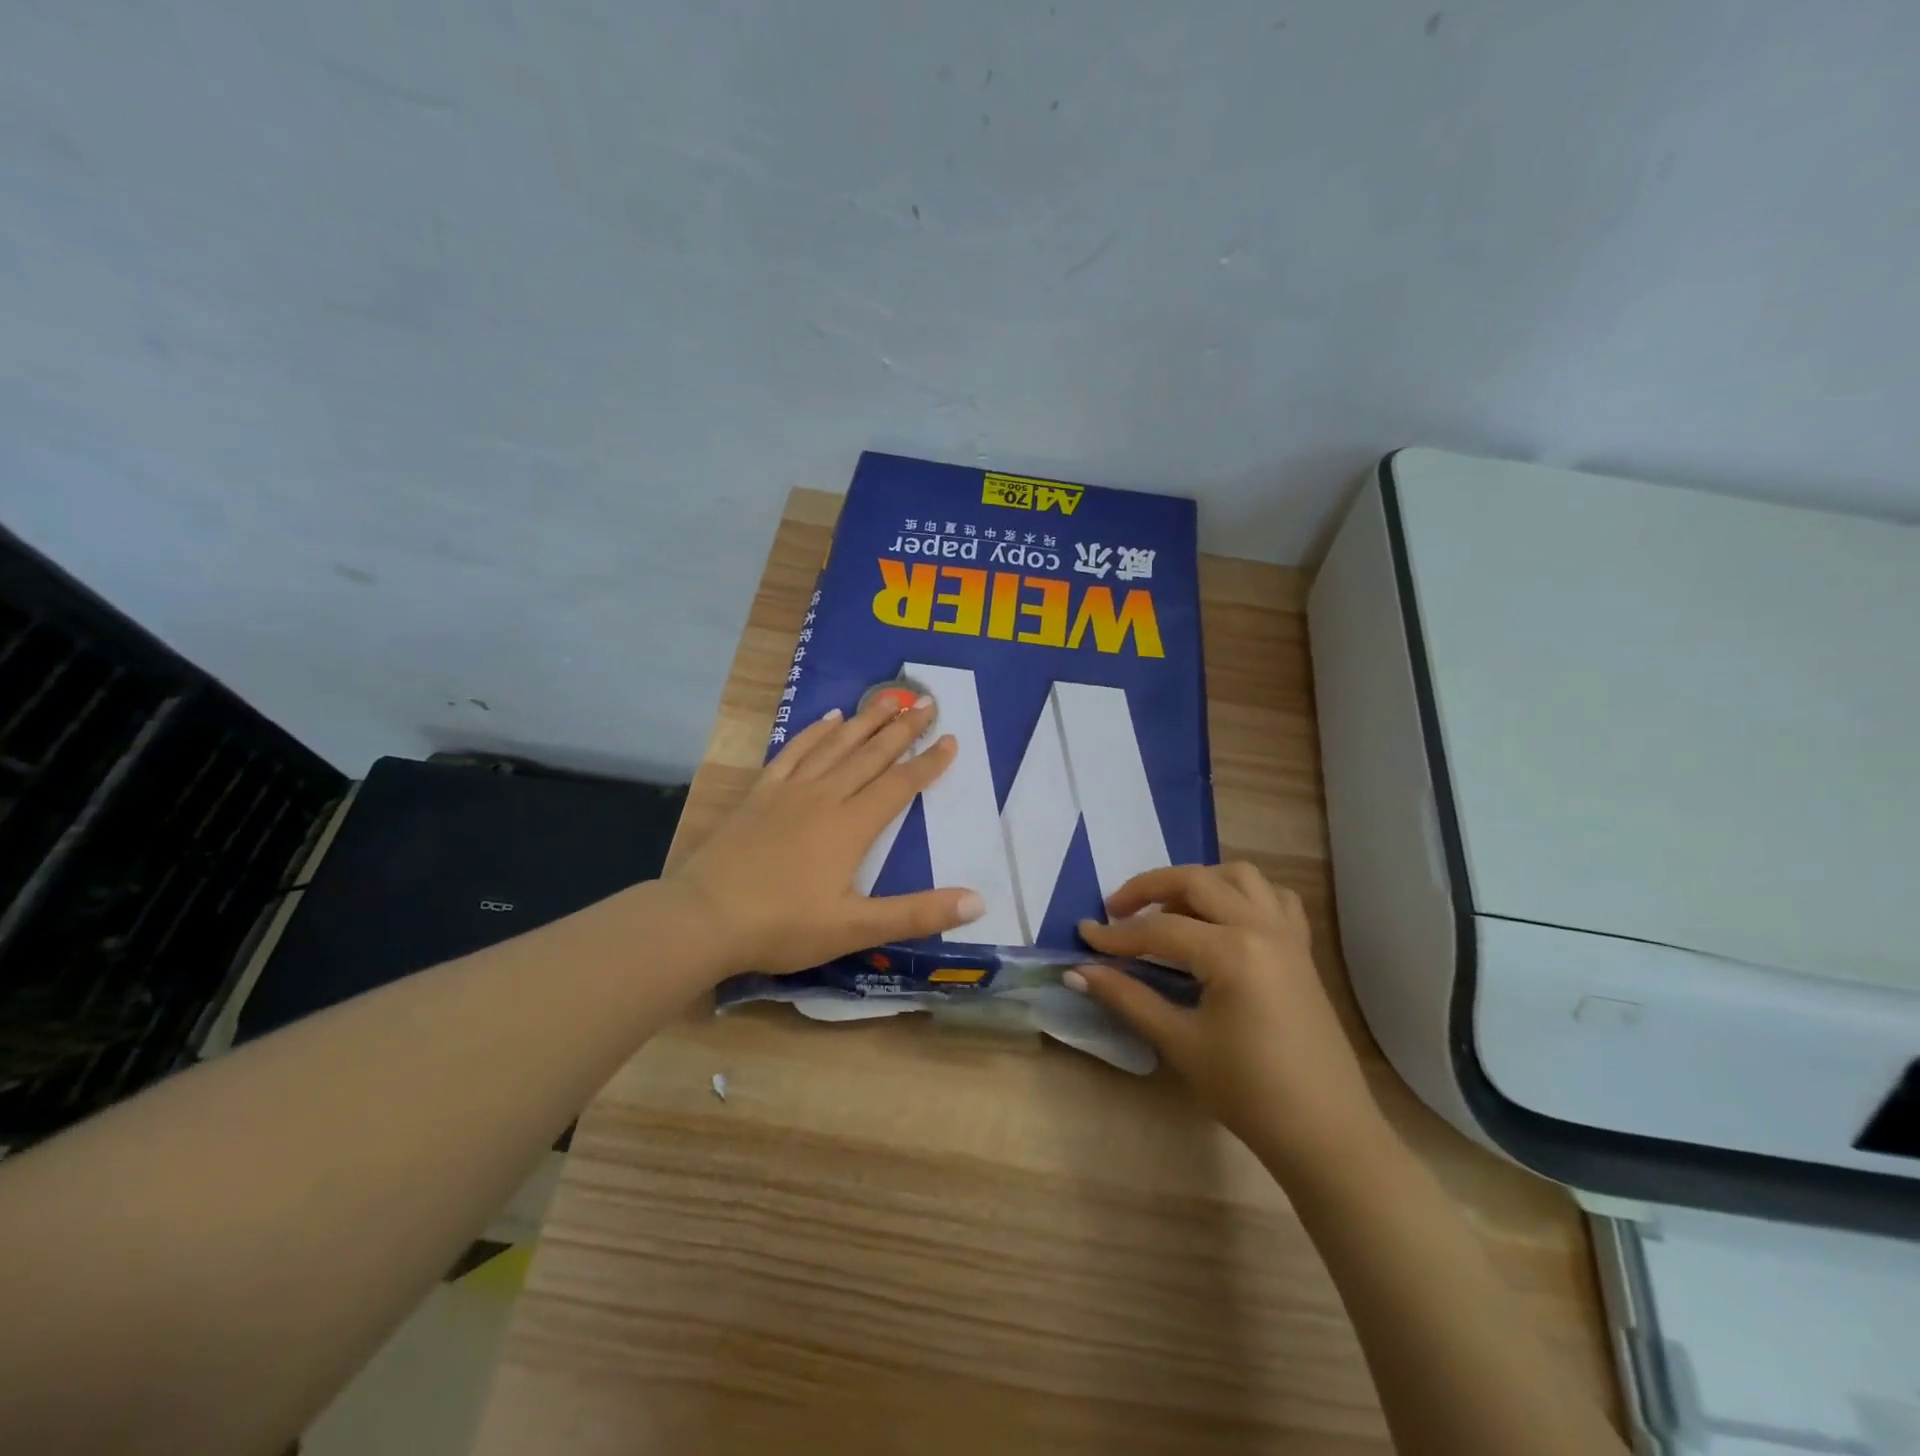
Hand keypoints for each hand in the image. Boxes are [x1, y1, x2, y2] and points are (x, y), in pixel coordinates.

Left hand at [668, 694, 984, 977]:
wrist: (704, 918)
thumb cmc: (782, 926)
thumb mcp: (855, 928)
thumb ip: (917, 913)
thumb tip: (978, 901)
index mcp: (851, 826)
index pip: (900, 785)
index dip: (928, 763)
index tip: (951, 739)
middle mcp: (825, 797)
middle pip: (871, 755)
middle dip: (902, 729)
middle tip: (927, 702)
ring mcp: (789, 791)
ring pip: (836, 746)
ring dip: (865, 721)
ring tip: (888, 699)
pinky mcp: (760, 793)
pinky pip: (793, 752)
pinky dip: (814, 732)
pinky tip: (828, 719)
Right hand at [1070, 863, 1384, 1165]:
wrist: (1326, 1134)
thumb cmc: (1249, 1092)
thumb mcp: (1180, 1043)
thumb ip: (1127, 998)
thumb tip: (1078, 973)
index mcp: (1231, 951)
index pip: (1159, 929)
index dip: (1116, 936)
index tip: (1083, 936)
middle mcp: (1261, 927)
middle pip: (1195, 881)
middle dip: (1149, 888)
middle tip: (1117, 911)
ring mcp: (1287, 935)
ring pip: (1239, 876)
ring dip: (1199, 882)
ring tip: (1170, 909)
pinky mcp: (1301, 950)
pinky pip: (1273, 898)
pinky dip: (1243, 895)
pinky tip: (1223, 920)